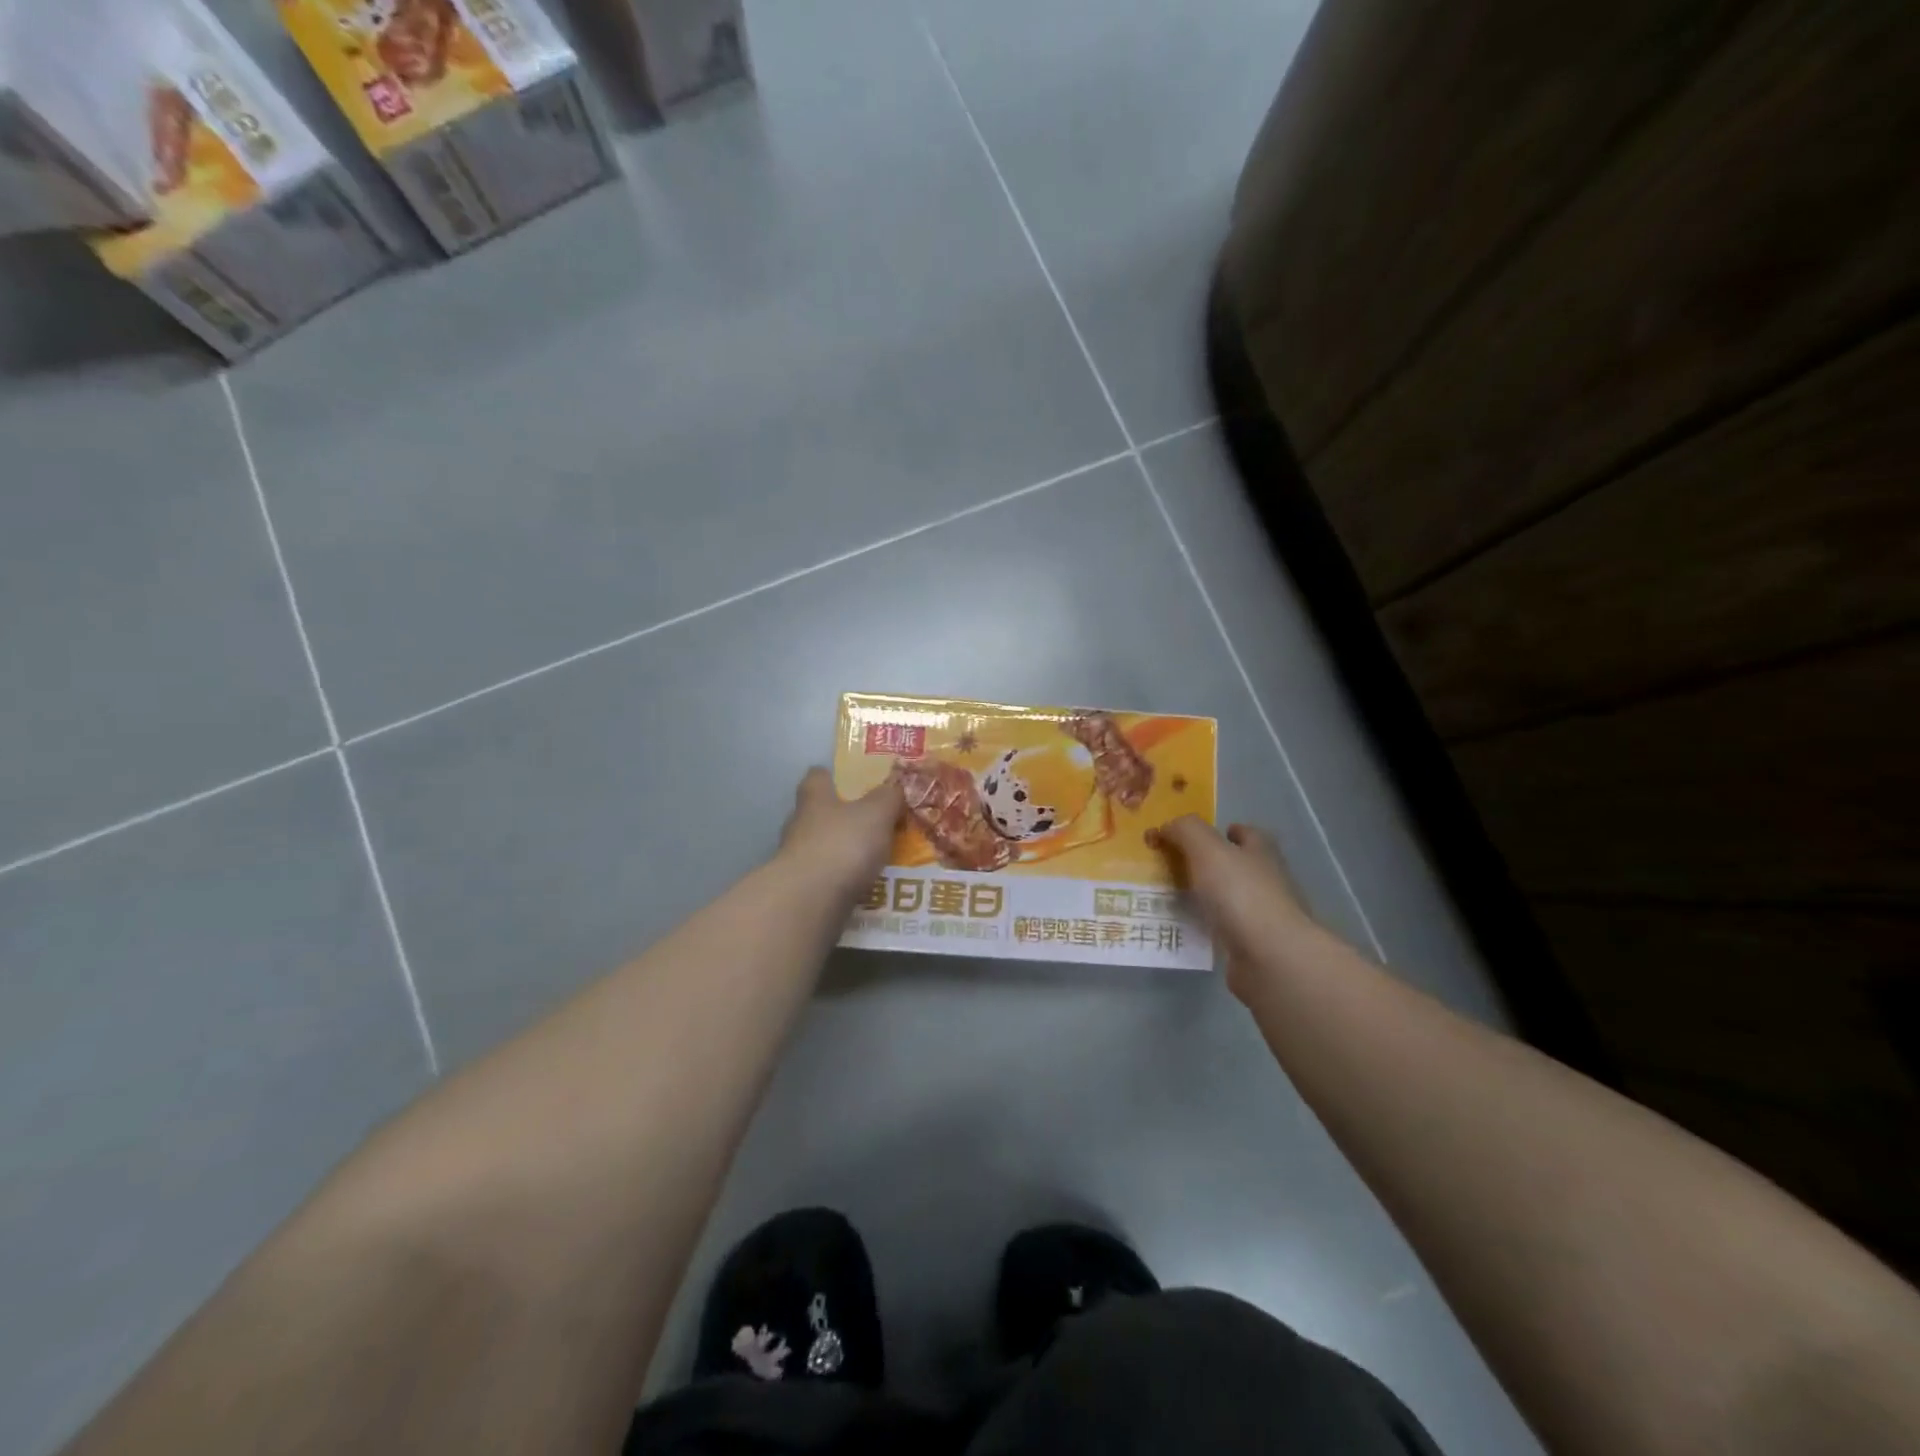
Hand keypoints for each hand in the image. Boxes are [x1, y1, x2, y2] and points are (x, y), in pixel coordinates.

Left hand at [778, 768, 903, 896]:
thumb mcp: (876, 813)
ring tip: (871, 859)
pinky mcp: (799, 890)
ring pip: (820, 847)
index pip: (816, 777)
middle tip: (870, 822)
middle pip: (817, 813)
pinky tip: (861, 886)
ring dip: (841, 851)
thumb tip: (894, 787)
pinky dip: (840, 880)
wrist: (810, 901)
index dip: (829, 776)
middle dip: (839, 816)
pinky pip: (824, 878)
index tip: (845, 779)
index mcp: (815, 800)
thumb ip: (888, 798)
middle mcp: (799, 825)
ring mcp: (795, 860)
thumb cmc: (843, 845)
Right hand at [1155, 817, 1317, 999]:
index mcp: (1261, 852)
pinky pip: (1224, 928)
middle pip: (1237, 865)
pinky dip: (1206, 925)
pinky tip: (1184, 927)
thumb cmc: (1240, 894)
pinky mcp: (1254, 945)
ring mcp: (1263, 914)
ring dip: (1206, 896)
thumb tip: (1167, 827)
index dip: (1223, 831)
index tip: (1197, 837)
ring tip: (1170, 897)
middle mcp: (1267, 879)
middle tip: (1173, 865)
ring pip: (1229, 897)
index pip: (1247, 834)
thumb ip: (1186, 830)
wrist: (1270, 957)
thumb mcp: (1207, 849)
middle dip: (1210, 864)